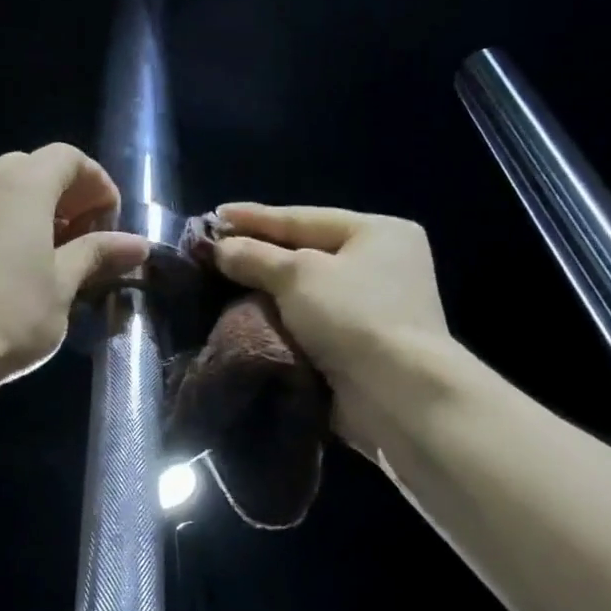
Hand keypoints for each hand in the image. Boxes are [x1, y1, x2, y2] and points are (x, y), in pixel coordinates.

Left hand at [0, 144, 149, 382]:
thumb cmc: (12, 314)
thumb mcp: (64, 285)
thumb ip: (97, 254)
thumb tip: (136, 244)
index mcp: (24, 187)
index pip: (68, 157)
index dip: (97, 183)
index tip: (111, 224)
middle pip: (36, 167)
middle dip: (68, 194)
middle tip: (86, 236)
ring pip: (8, 188)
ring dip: (40, 209)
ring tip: (58, 255)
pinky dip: (13, 223)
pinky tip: (23, 267)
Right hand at [211, 203, 450, 450]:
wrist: (396, 394)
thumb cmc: (353, 316)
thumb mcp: (298, 275)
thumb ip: (255, 257)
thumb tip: (221, 248)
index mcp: (379, 233)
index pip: (304, 217)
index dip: (256, 217)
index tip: (213, 215)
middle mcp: (383, 265)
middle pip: (307, 253)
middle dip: (260, 255)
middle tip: (214, 252)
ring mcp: (376, 307)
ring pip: (307, 292)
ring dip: (268, 291)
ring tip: (223, 284)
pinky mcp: (363, 345)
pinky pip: (311, 323)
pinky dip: (282, 321)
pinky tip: (248, 317)